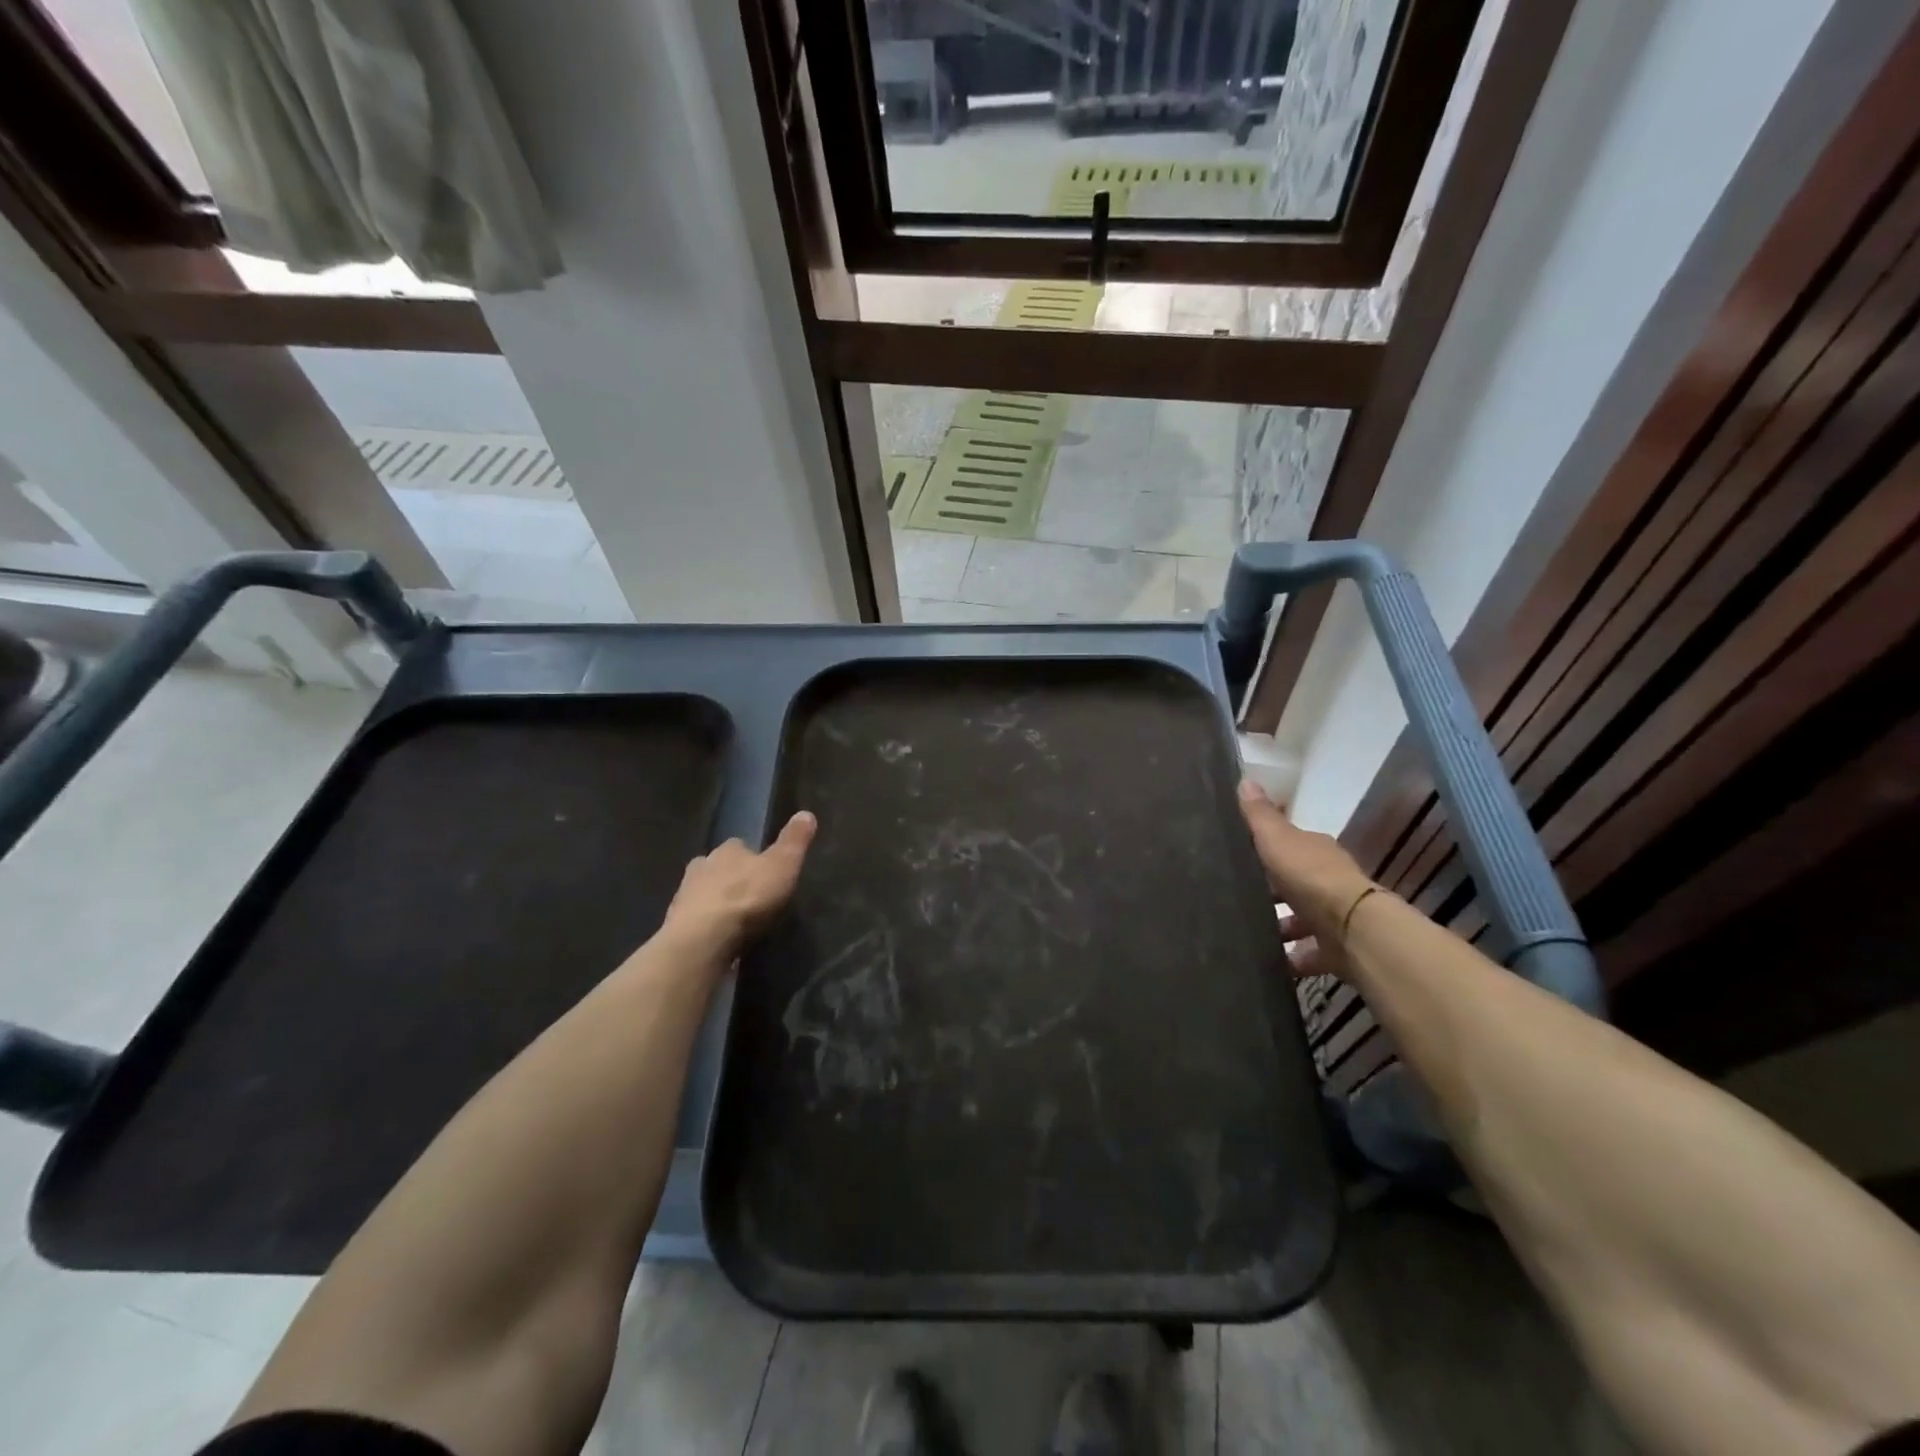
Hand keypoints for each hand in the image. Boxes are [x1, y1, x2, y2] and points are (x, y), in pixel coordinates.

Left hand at [663, 811, 816, 952]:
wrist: (703, 939)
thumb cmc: (748, 897)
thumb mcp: (783, 865)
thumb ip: (794, 841)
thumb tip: (806, 813)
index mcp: (728, 849)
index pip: (740, 846)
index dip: (752, 856)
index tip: (764, 870)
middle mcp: (702, 865)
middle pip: (718, 867)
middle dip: (731, 878)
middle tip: (750, 896)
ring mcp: (684, 896)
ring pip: (703, 892)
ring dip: (716, 901)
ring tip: (735, 919)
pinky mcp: (676, 924)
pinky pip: (695, 919)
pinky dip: (706, 924)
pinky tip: (718, 937)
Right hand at [1237, 780, 1375, 979]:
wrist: (1353, 928)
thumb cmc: (1310, 877)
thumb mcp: (1277, 839)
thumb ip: (1260, 815)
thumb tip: (1244, 778)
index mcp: (1316, 851)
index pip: (1291, 845)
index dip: (1268, 849)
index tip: (1241, 857)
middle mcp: (1329, 880)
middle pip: (1296, 883)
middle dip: (1272, 891)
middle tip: (1237, 899)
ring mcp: (1334, 917)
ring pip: (1302, 920)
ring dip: (1280, 926)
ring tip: (1249, 933)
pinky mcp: (1336, 949)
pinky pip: (1308, 953)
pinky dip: (1291, 958)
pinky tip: (1269, 962)